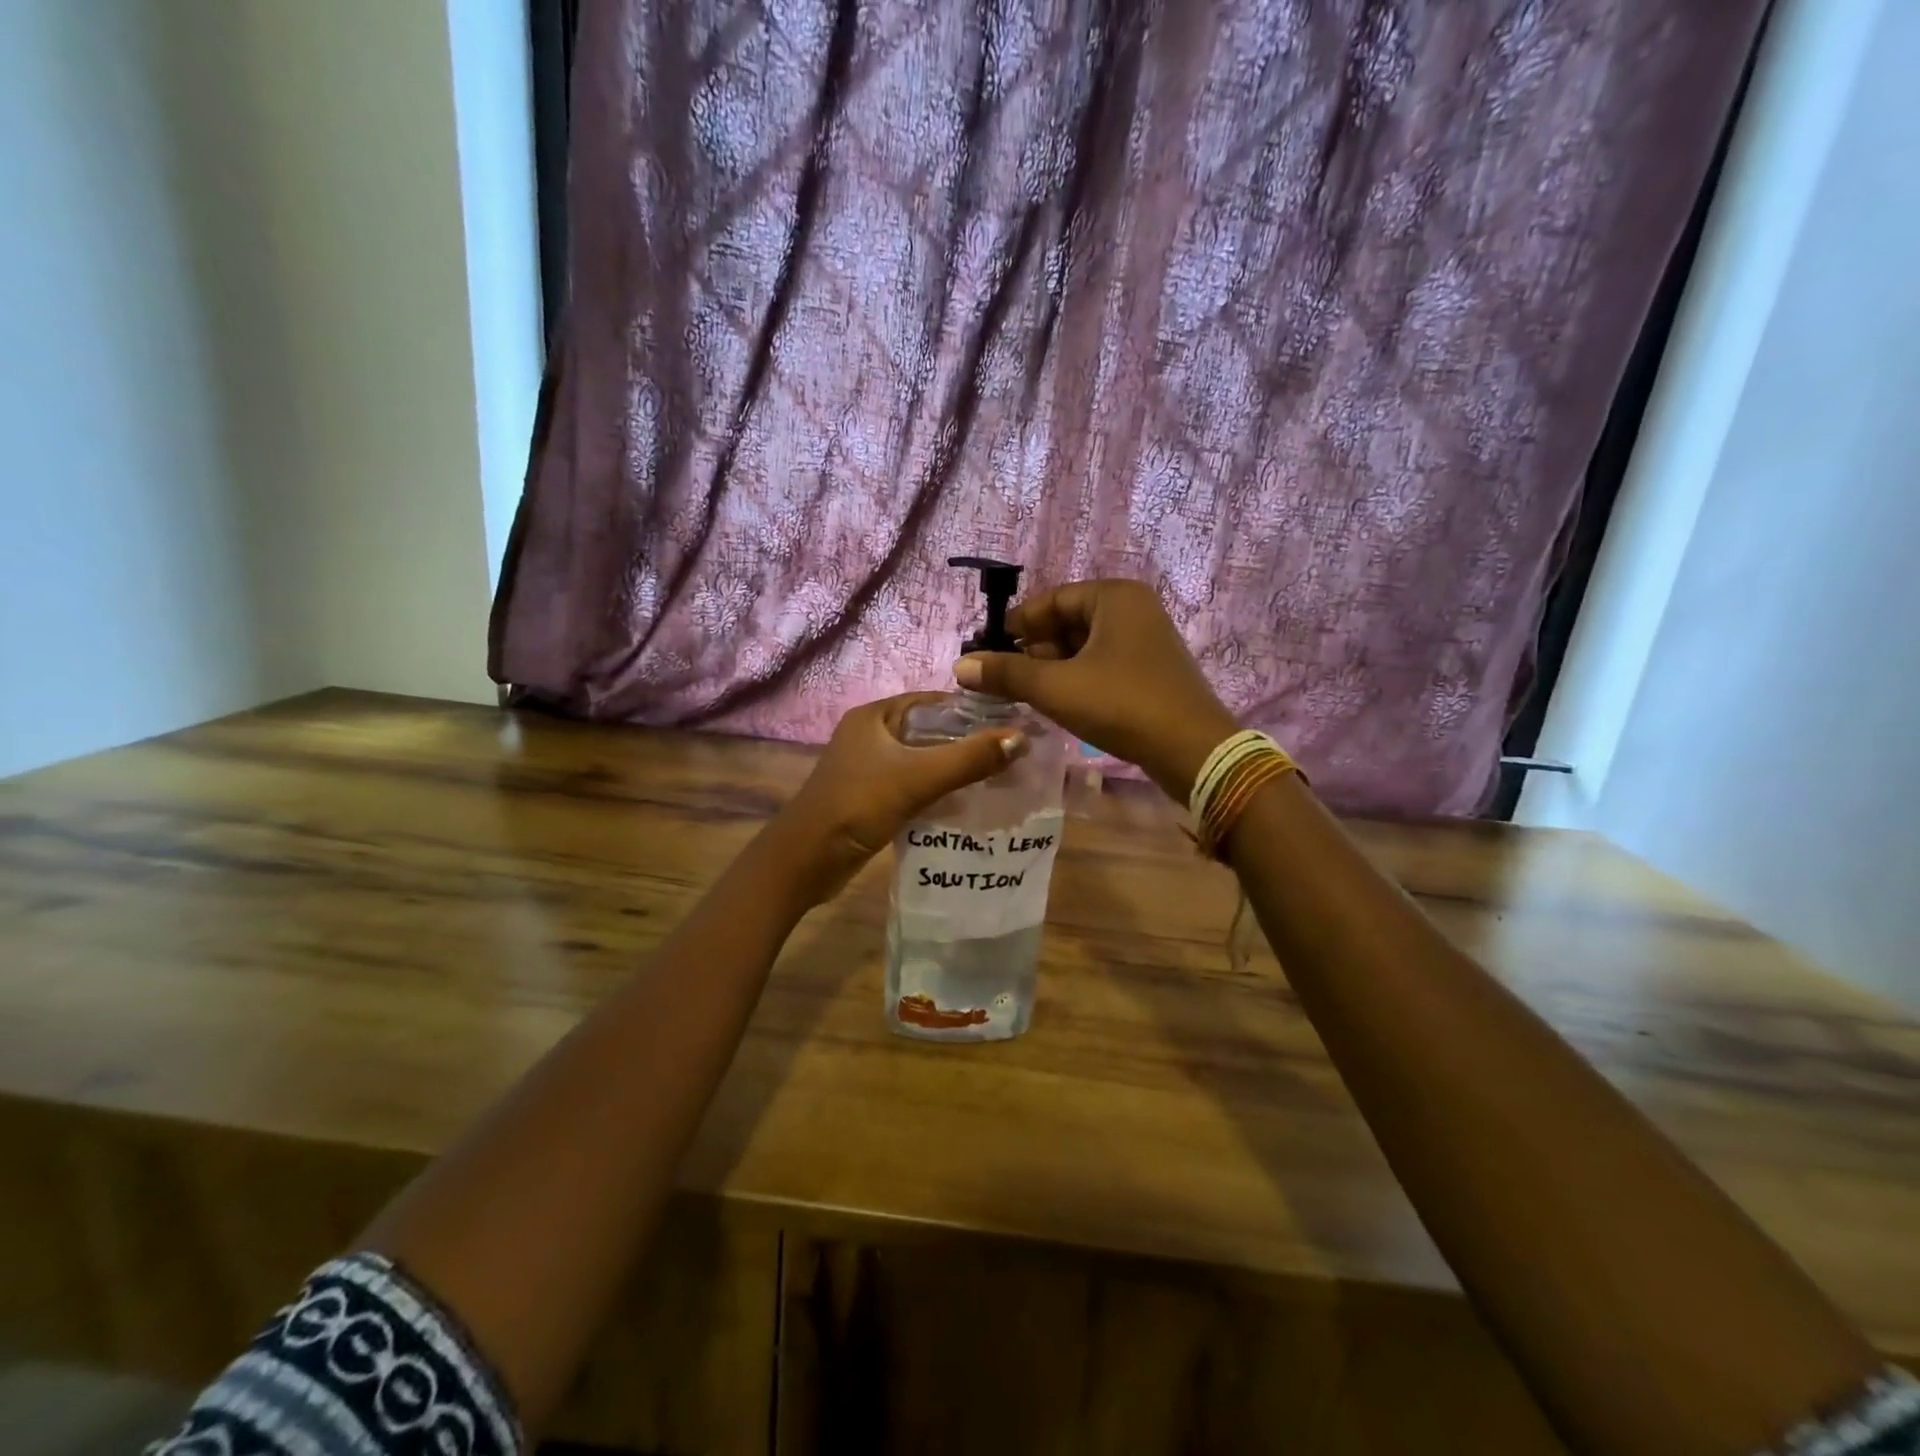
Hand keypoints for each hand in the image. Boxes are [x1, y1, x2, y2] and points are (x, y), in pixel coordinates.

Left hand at [773, 693, 1025, 901]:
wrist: (806, 860)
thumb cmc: (858, 806)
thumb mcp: (917, 778)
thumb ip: (969, 759)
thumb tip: (1021, 739)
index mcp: (876, 716)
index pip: (934, 701)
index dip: (972, 710)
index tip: (1012, 724)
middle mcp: (871, 735)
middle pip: (930, 731)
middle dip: (968, 743)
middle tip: (1012, 756)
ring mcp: (869, 767)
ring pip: (923, 760)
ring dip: (955, 769)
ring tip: (999, 779)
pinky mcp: (871, 797)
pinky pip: (914, 785)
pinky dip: (938, 791)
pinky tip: (967, 804)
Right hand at [952, 579, 1236, 801]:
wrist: (1192, 751)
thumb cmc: (1121, 705)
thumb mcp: (1056, 688)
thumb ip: (1007, 674)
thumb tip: (961, 666)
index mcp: (1114, 596)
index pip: (1051, 599)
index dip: (1016, 623)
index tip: (987, 650)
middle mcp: (1134, 609)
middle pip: (1068, 621)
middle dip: (1033, 649)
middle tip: (1002, 676)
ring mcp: (1147, 641)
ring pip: (1085, 646)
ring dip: (1053, 667)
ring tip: (1023, 693)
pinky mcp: (1152, 671)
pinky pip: (1103, 664)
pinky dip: (1077, 678)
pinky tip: (1058, 702)